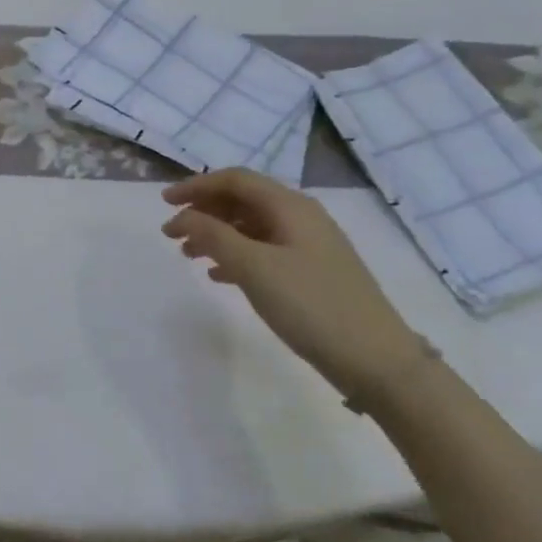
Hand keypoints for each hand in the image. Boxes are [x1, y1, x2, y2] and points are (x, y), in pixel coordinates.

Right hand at [162, 170, 424, 402]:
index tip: (164, 203)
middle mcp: (301, 216)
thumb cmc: (311, 306)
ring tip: (189, 255)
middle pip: (243, 199)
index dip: (196, 186)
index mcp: (290, 206)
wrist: (378, 361)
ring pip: (252, 226)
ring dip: (218, 234)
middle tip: (173, 233)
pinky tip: (220, 275)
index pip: (235, 180)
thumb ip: (213, 236)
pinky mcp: (314, 272)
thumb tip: (181, 216)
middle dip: (204, 211)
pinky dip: (237, 255)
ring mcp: (310, 245)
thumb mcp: (255, 268)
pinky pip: (265, 249)